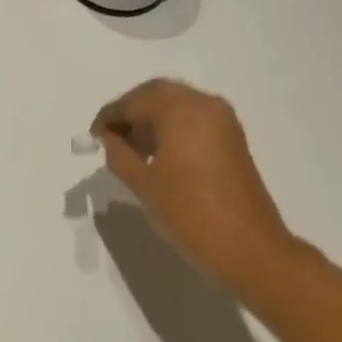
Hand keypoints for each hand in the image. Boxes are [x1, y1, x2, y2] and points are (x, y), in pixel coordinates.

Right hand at [91, 79, 302, 291]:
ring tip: (130, 149)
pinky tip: (157, 154)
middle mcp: (204, 104)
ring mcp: (222, 120)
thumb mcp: (144, 185)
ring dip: (152, 119)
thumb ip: (119, 155)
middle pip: (158, 94)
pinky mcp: (232, 137)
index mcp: (181, 110)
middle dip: (131, 111)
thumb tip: (110, 139)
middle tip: (110, 137)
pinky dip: (172, 127)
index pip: (135, 101)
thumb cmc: (189, 213)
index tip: (93, 135)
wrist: (248, 247)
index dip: (110, 116)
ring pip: (177, 104)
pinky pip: (194, 118)